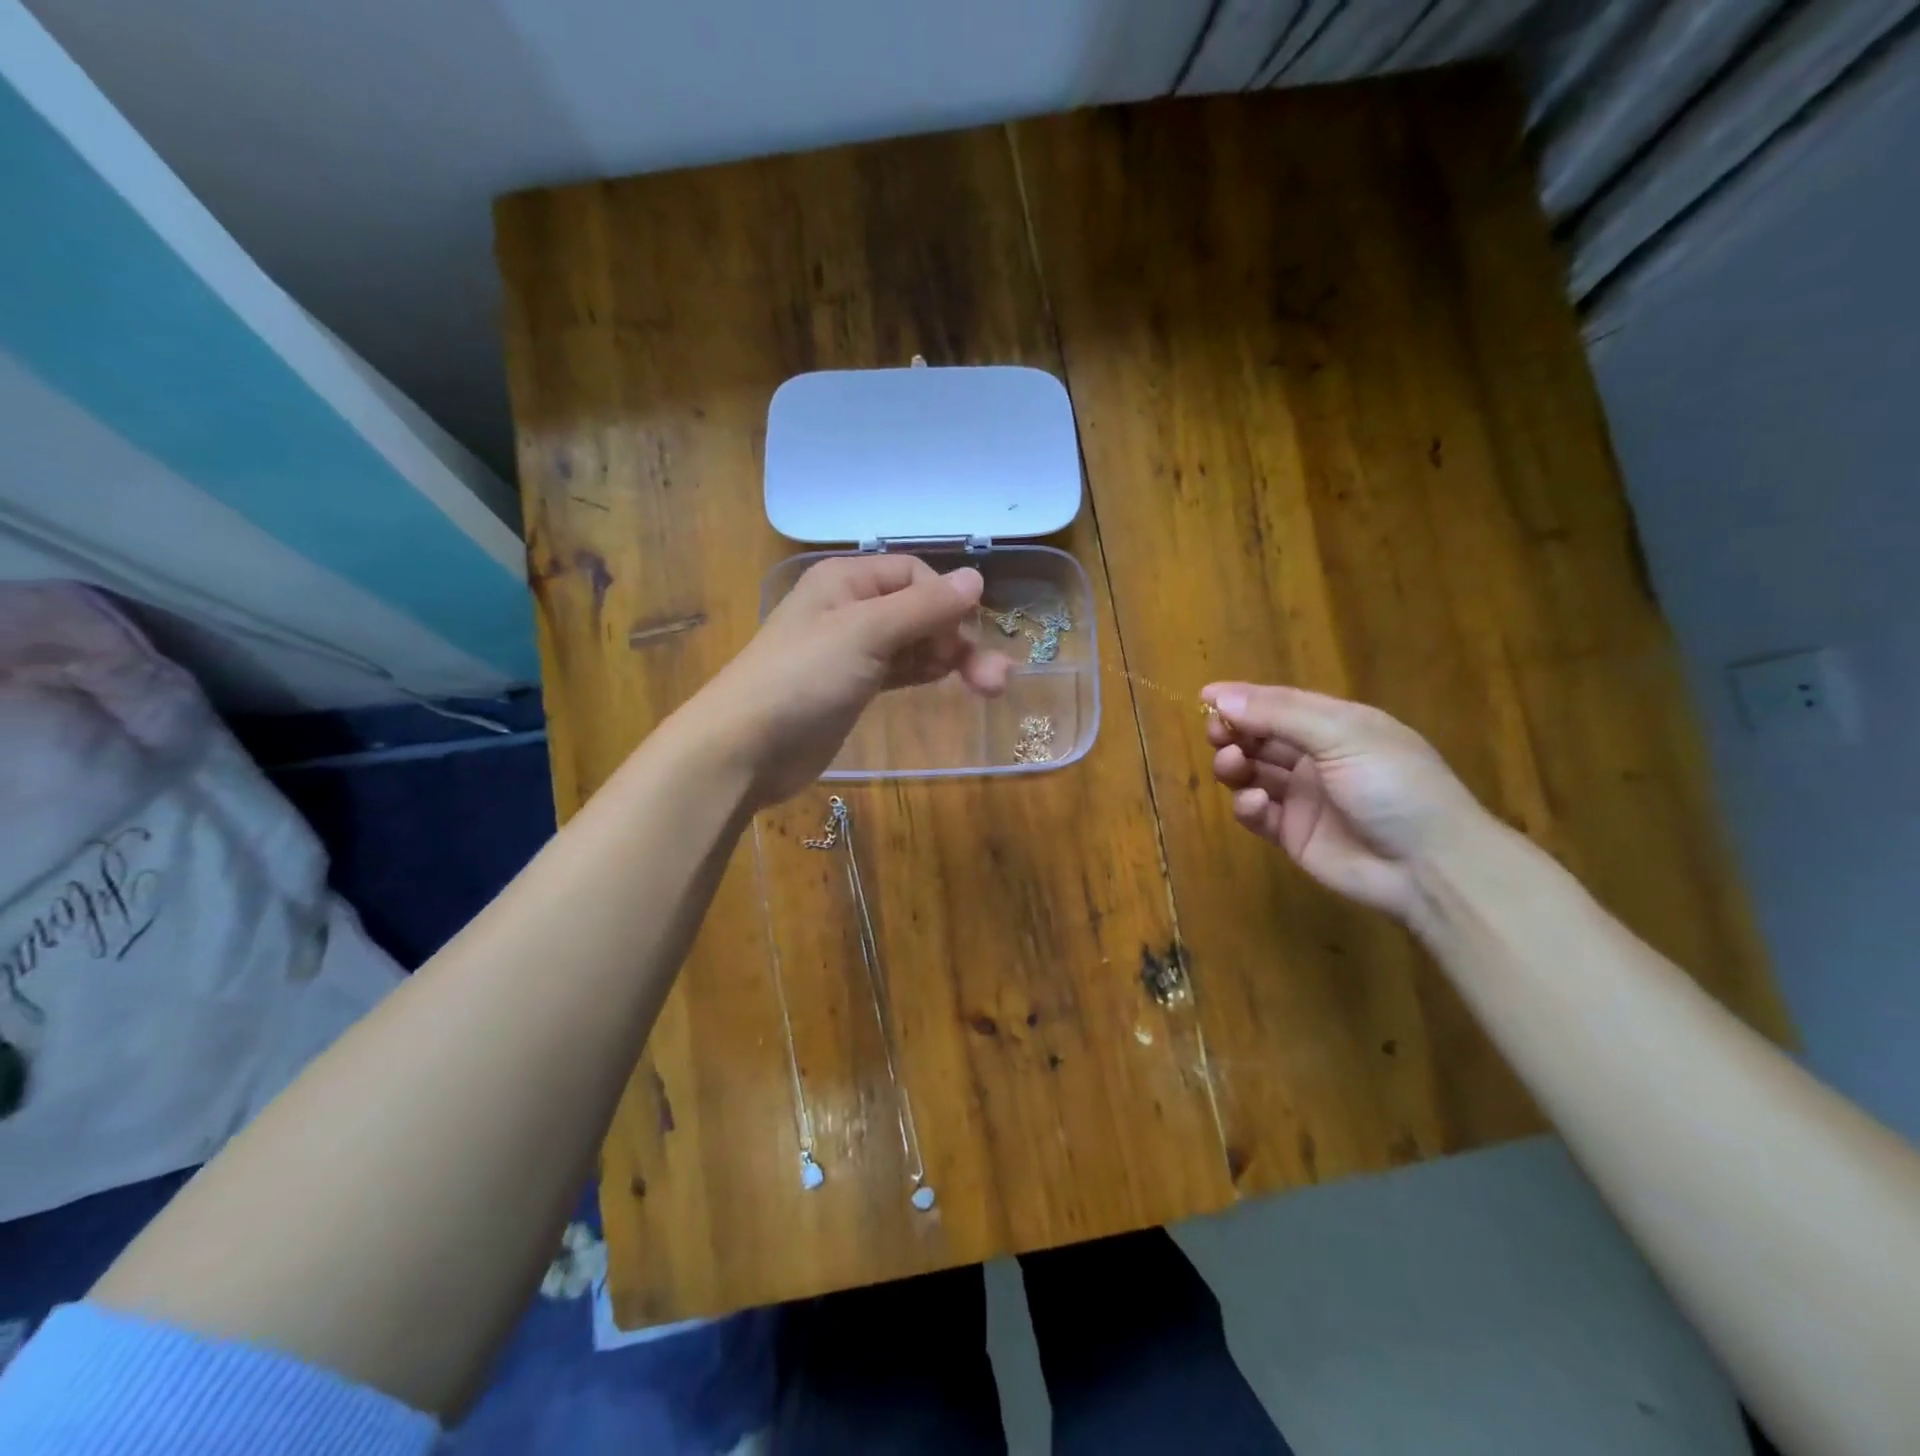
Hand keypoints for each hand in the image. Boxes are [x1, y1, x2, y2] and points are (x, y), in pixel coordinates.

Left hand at [693, 555, 1010, 805]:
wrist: (744, 748)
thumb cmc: (802, 679)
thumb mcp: (865, 634)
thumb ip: (924, 607)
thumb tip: (977, 577)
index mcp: (847, 580)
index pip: (916, 575)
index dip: (945, 603)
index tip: (959, 639)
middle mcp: (851, 607)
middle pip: (921, 611)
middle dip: (958, 638)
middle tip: (995, 681)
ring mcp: (853, 650)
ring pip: (916, 643)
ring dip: (952, 660)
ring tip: (992, 688)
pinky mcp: (855, 686)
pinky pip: (902, 669)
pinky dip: (927, 673)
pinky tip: (951, 684)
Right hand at [1202, 682, 1485, 921]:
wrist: (1430, 866)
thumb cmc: (1394, 785)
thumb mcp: (1342, 736)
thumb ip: (1279, 715)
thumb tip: (1221, 698)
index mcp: (1337, 726)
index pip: (1280, 704)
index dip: (1243, 698)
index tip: (1204, 697)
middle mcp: (1317, 758)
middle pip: (1260, 737)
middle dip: (1234, 732)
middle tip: (1216, 734)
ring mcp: (1304, 798)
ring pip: (1253, 773)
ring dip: (1235, 765)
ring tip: (1232, 766)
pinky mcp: (1293, 834)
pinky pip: (1257, 813)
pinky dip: (1248, 805)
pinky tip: (1256, 804)